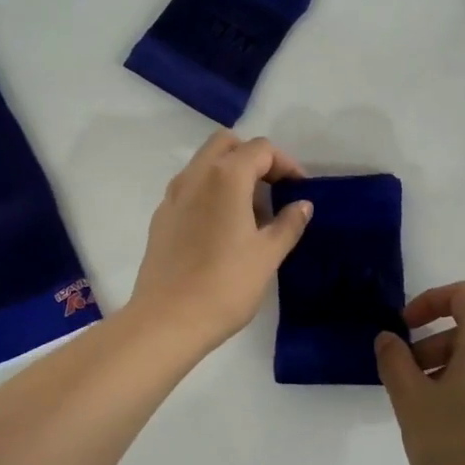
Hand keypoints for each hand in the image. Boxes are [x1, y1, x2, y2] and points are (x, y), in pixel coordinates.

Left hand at [128, 131, 313, 350]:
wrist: (167, 320)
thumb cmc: (225, 285)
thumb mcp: (268, 255)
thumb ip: (288, 224)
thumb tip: (302, 205)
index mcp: (225, 177)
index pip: (260, 149)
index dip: (285, 164)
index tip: (299, 190)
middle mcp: (195, 176)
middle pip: (226, 144)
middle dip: (253, 158)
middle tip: (273, 190)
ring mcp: (173, 196)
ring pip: (204, 164)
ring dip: (230, 174)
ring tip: (252, 213)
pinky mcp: (161, 218)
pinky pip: (190, 188)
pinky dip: (211, 192)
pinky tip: (223, 230)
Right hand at [376, 282, 464, 464]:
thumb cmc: (458, 447)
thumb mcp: (412, 402)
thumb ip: (395, 363)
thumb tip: (389, 338)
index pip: (464, 295)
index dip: (430, 301)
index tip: (404, 328)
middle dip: (430, 347)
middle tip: (404, 382)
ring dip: (445, 372)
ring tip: (422, 412)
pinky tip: (448, 434)